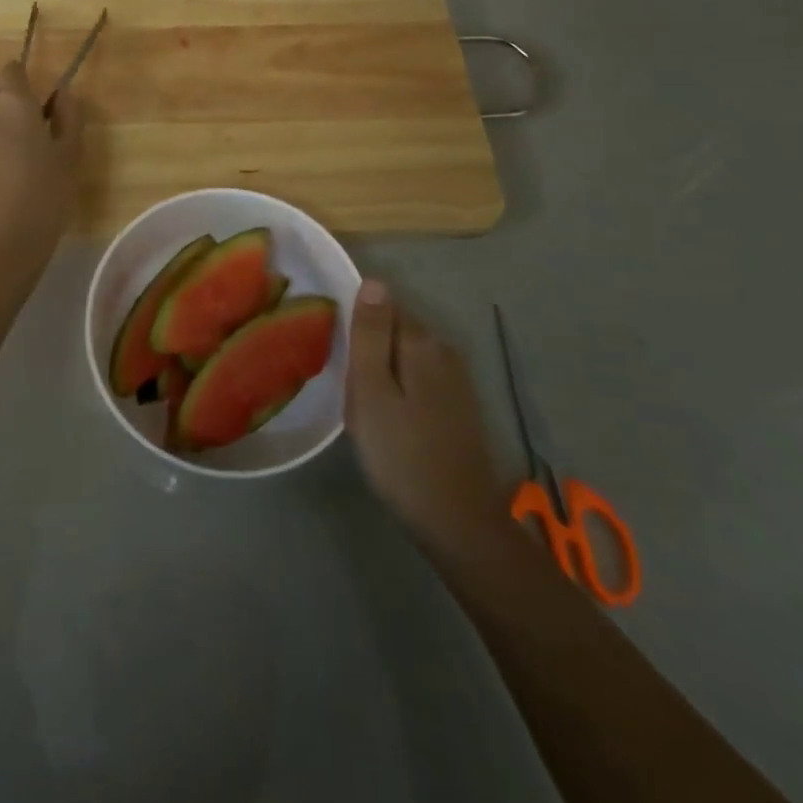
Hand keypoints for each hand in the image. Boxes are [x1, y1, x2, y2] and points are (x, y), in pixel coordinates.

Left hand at [0, 59, 80, 271]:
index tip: (37, 112)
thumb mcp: (69, 157)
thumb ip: (68, 116)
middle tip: (23, 142)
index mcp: (14, 101)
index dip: (25, 87)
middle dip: (4, 106)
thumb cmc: (42, 198)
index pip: (13, 70)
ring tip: (2, 160)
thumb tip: (61, 93)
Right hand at [346, 281, 507, 560]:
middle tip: (350, 394)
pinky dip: (402, 392)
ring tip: (366, 412)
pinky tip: (392, 423)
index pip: (382, 307)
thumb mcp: (371, 391)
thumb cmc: (402, 454)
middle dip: (370, 352)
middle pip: (395, 332)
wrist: (458, 522)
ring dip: (385, 374)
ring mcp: (458, 380)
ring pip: (406, 359)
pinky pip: (420, 381)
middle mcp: (445, 350)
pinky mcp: (461, 406)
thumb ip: (370, 334)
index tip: (341, 361)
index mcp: (421, 342)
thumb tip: (374, 281)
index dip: (357, 329)